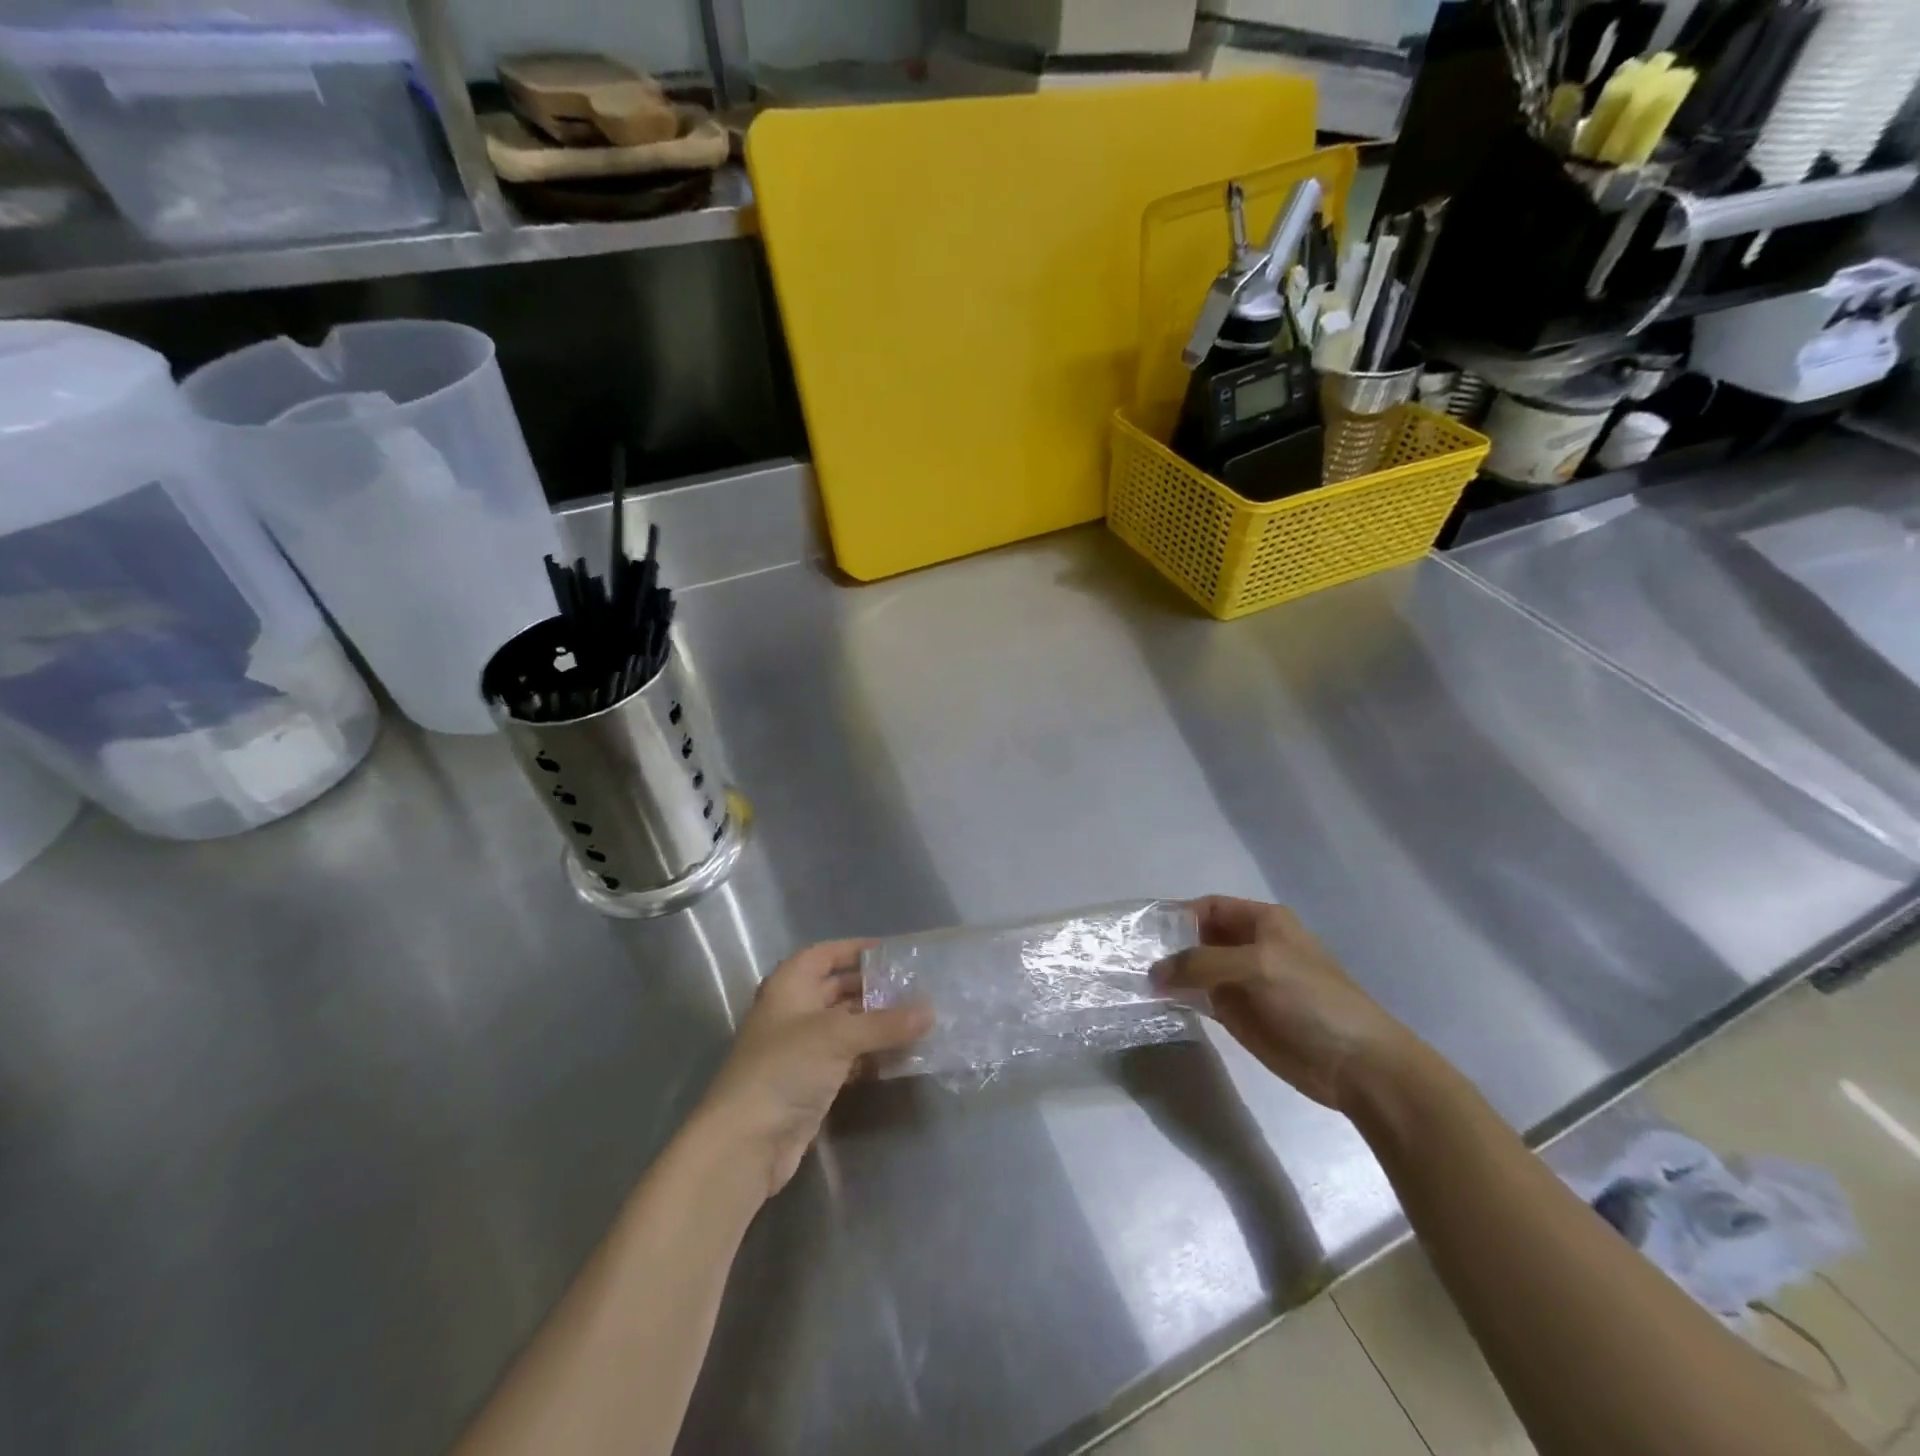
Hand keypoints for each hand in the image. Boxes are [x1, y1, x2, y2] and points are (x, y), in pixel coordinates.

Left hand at [695, 939, 931, 1199]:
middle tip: (916, 988)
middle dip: (874, 989)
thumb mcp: (837, 1036)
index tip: (894, 953)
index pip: (825, 954)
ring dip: (878, 1024)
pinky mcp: (812, 1083)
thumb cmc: (784, 1068)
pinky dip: (872, 1055)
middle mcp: (794, 1011)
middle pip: (838, 989)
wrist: (745, 1143)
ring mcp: (802, 1049)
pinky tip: (902, 1055)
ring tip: (918, 1020)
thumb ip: (885, 1023)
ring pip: (847, 1026)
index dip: (856, 950)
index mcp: (789, 986)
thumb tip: (930, 1011)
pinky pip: (849, 1058)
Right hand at [1156, 896, 1419, 1113]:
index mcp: (1262, 922)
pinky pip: (1201, 997)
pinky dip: (1179, 997)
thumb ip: (1201, 963)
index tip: (1140, 931)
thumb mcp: (1256, 966)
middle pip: (1197, 937)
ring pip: (1196, 969)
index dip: (1176, 915)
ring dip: (1169, 973)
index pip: (1208, 907)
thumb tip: (1153, 973)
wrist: (1357, 1065)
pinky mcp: (1239, 1014)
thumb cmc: (1311, 1001)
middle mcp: (1249, 946)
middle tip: (1126, 957)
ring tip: (1130, 978)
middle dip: (1167, 945)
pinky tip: (1155, 1001)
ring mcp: (1243, 982)